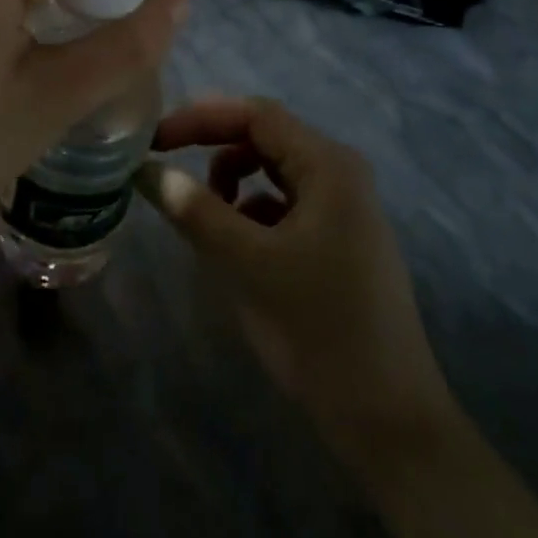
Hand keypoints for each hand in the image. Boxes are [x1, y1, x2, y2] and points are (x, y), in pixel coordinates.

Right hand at [138, 97, 454, 456]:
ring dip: (231, 181)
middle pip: (264, 137)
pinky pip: (284, 203)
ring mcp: (344, 207)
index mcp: (328, 165)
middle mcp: (340, 173)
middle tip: (167, 166)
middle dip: (212, 147)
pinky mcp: (340, 238)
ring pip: (272, 171)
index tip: (154, 140)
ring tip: (205, 218)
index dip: (200, 119)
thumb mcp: (247, 264)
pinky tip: (238, 247)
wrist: (389, 422)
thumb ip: (195, 211)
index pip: (255, 115)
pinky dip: (252, 211)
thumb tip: (148, 172)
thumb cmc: (318, 328)